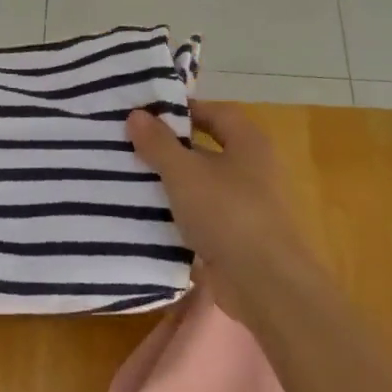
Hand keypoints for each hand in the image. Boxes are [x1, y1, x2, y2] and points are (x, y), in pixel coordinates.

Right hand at [127, 103, 330, 332]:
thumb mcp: (184, 173)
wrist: (262, 281)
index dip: (184, 110)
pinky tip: (146, 219)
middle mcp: (251, 170)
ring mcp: (245, 206)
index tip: (147, 115)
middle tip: (130, 147)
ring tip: (129, 181)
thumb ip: (159, 144)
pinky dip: (177, 217)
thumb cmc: (227, 213)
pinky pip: (200, 218)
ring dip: (170, 185)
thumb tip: (136, 114)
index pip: (216, 113)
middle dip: (171, 149)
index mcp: (248, 144)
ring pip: (201, 186)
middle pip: (207, 149)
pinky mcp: (234, 237)